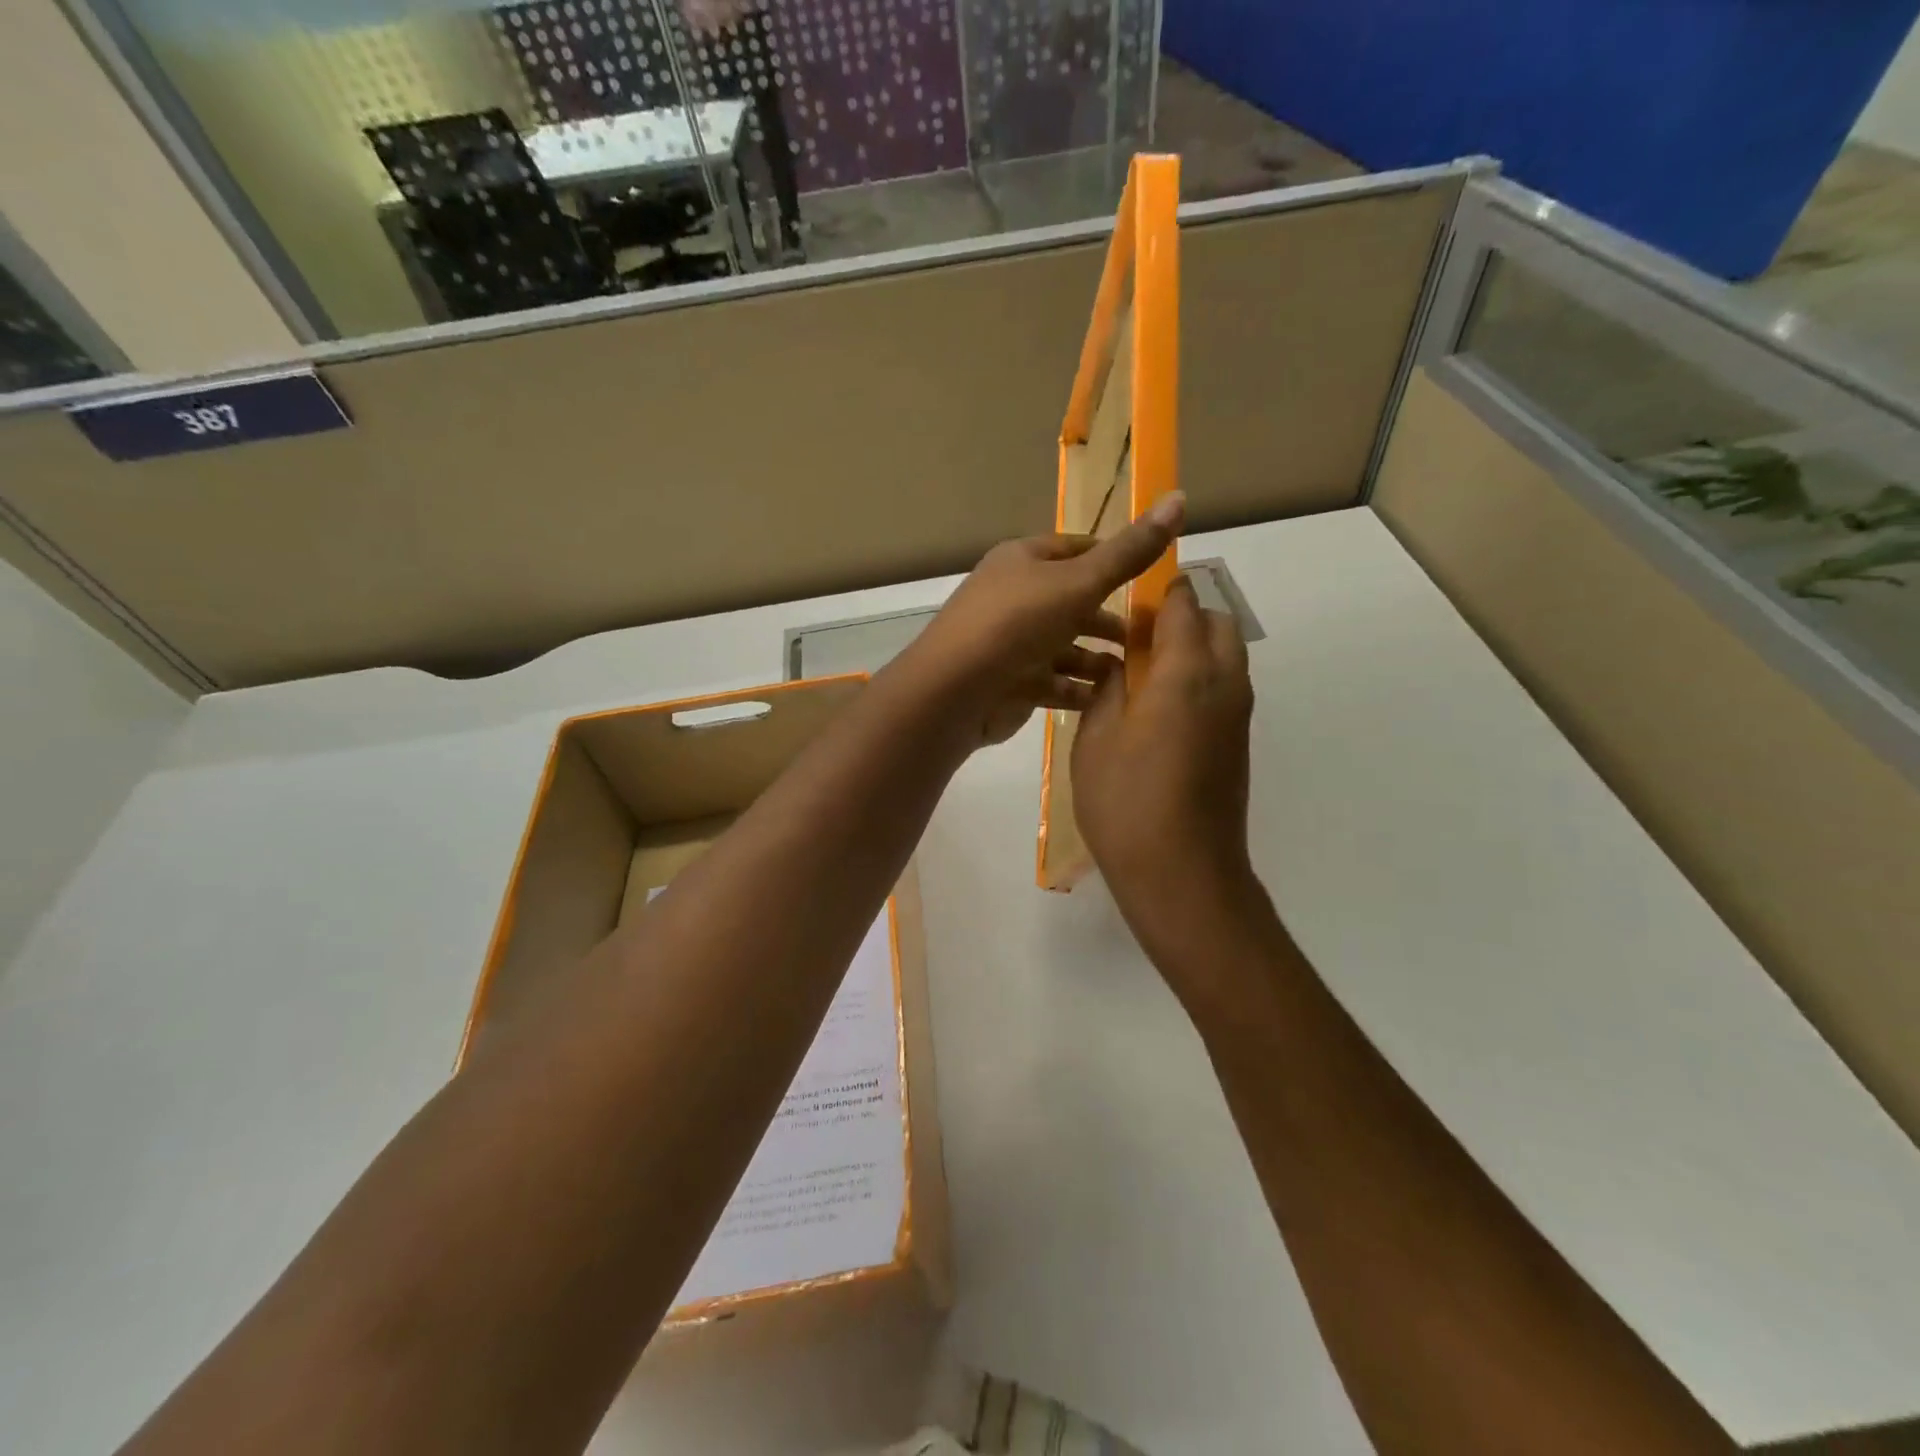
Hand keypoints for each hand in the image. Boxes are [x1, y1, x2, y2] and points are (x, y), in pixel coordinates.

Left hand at [896, 493, 1184, 749]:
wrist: (955, 690)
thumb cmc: (1017, 623)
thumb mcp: (1080, 582)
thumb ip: (1129, 552)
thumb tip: (1179, 497)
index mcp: (1023, 560)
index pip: (1077, 550)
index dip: (1115, 560)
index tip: (1154, 579)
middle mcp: (1014, 596)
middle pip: (1072, 602)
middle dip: (1110, 618)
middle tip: (1153, 636)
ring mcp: (1009, 643)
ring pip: (1064, 647)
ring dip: (1098, 659)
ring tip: (1138, 673)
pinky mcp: (1009, 684)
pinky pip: (1053, 683)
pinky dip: (1079, 690)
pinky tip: (1110, 701)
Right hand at [1072, 573, 1259, 970]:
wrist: (1184, 875)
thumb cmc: (1127, 804)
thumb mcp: (1095, 740)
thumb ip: (1109, 690)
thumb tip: (1122, 666)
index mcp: (1187, 675)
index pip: (1184, 608)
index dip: (1161, 592)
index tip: (1130, 596)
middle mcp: (1225, 686)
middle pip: (1219, 626)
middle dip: (1185, 618)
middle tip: (1136, 641)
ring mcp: (1238, 718)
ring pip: (1227, 659)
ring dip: (1194, 650)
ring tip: (1143, 677)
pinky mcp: (1238, 746)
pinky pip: (1225, 690)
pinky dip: (1200, 682)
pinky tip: (1159, 715)